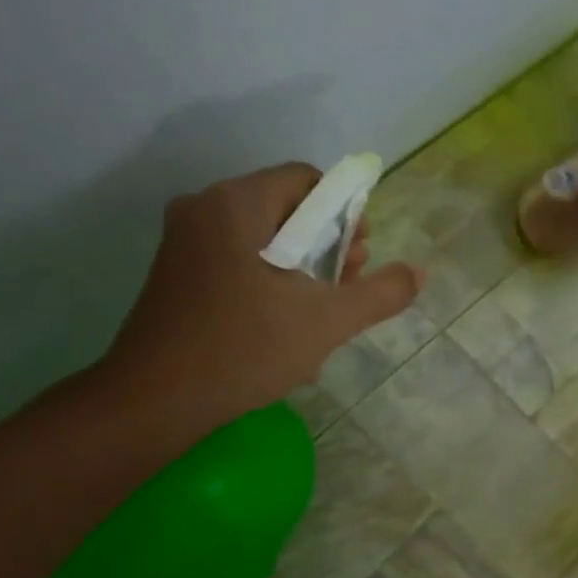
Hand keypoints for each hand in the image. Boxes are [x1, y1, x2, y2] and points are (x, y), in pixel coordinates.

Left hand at [99, 163, 421, 437]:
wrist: (157, 398)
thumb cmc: (246, 347)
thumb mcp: (327, 321)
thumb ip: (380, 293)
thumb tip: (420, 272)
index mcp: (237, 204)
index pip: (305, 179)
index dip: (344, 210)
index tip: (361, 251)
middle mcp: (205, 209)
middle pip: (284, 207)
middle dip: (326, 242)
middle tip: (351, 281)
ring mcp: (185, 242)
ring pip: (262, 237)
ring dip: (302, 265)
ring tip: (326, 307)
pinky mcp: (177, 273)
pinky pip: (237, 259)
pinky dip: (271, 279)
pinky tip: (289, 323)